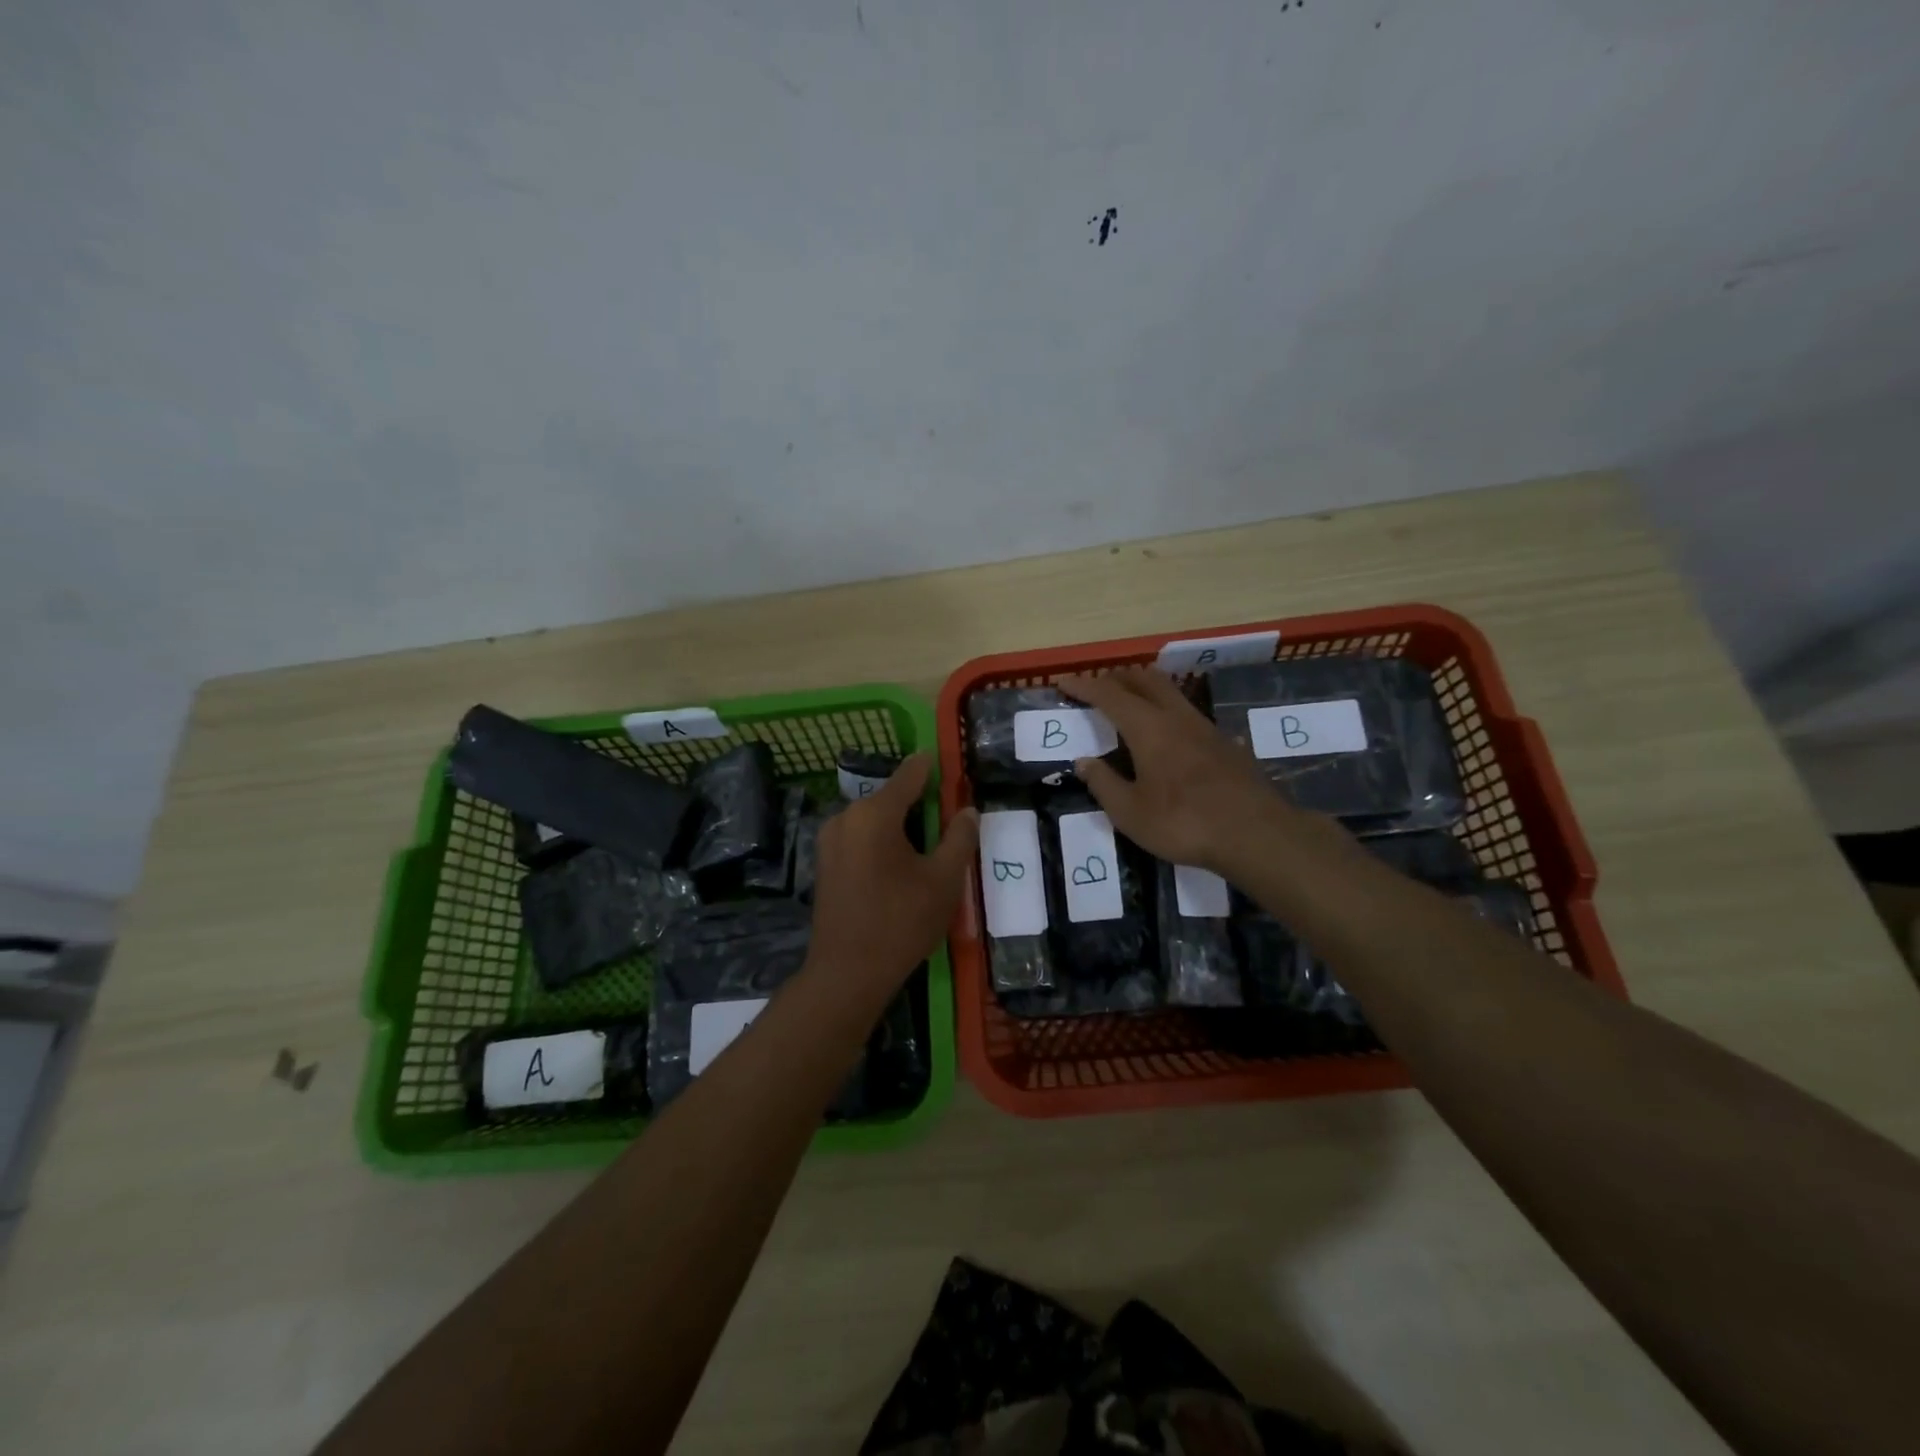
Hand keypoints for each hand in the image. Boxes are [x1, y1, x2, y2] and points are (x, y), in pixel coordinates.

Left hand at [808, 753, 978, 994]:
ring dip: (902, 825)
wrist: (847, 974)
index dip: (934, 767)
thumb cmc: (901, 923)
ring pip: (875, 819)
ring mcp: (830, 840)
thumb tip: (967, 810)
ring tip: (931, 845)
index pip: (910, 774)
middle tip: (950, 819)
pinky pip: (860, 837)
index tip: (952, 764)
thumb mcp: (944, 880)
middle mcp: (846, 817)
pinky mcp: (825, 863)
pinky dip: (883, 841)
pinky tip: (902, 865)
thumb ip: (959, 838)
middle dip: (921, 803)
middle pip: (891, 797)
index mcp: (874, 813)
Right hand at [1060, 668, 1290, 873]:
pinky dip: (1165, 709)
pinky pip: (1186, 711)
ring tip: (1127, 703)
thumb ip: (1104, 784)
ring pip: (1169, 691)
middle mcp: (1176, 717)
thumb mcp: (1130, 813)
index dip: (1084, 686)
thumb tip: (1084, 762)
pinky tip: (1166, 734)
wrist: (1256, 834)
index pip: (1109, 695)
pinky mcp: (1224, 743)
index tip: (1063, 683)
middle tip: (1096, 687)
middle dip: (1115, 677)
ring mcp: (1205, 727)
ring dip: (1143, 688)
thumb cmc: (1184, 823)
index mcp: (1148, 728)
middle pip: (1144, 679)